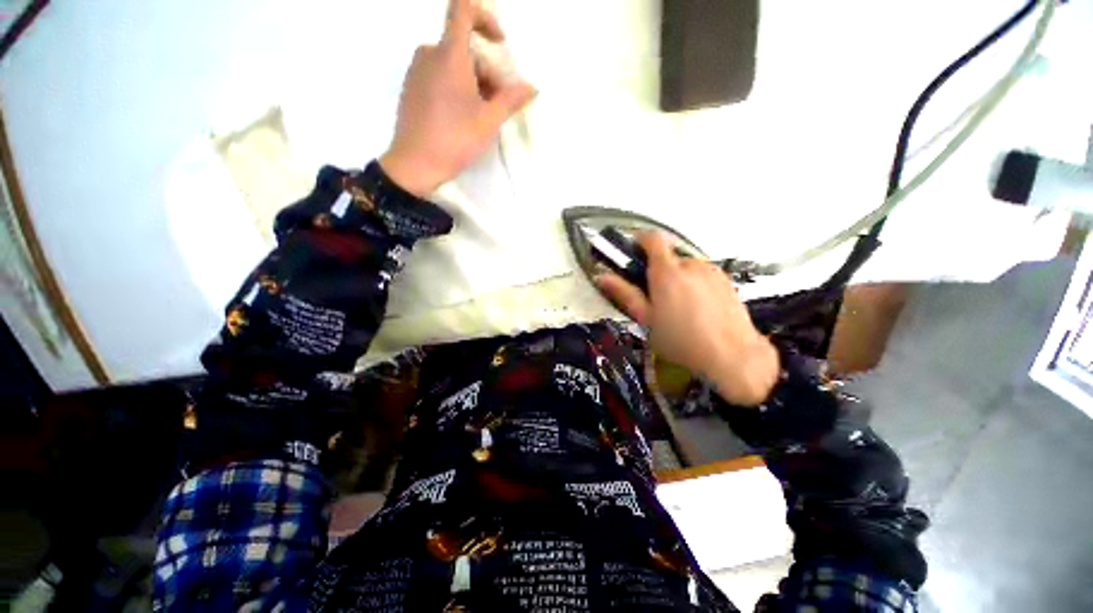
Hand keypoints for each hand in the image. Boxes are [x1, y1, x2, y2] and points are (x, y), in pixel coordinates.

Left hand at [379, 0, 536, 196]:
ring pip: (453, 66)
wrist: (415, 164)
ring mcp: (417, 71)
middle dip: (487, 74)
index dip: (485, 18)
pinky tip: (462, 118)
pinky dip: (456, 88)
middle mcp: (430, 54)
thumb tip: (532, 87)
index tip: (500, 42)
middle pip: (465, 51)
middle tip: (498, 106)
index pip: (463, 10)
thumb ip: (511, 99)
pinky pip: (439, 76)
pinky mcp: (412, 88)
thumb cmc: (455, 139)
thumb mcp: (489, 121)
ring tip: (481, 117)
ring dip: (474, 84)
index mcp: (449, 54)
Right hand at [596, 232, 779, 405]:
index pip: (652, 238)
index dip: (639, 240)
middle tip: (653, 294)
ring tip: (676, 306)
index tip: (631, 252)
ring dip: (676, 277)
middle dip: (657, 269)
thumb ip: (624, 293)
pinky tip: (695, 309)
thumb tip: (601, 276)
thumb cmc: (681, 339)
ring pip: (685, 266)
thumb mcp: (646, 319)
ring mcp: (711, 271)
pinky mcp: (725, 280)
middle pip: (668, 255)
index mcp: (667, 271)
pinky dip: (693, 283)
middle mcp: (690, 264)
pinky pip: (701, 274)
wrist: (732, 356)